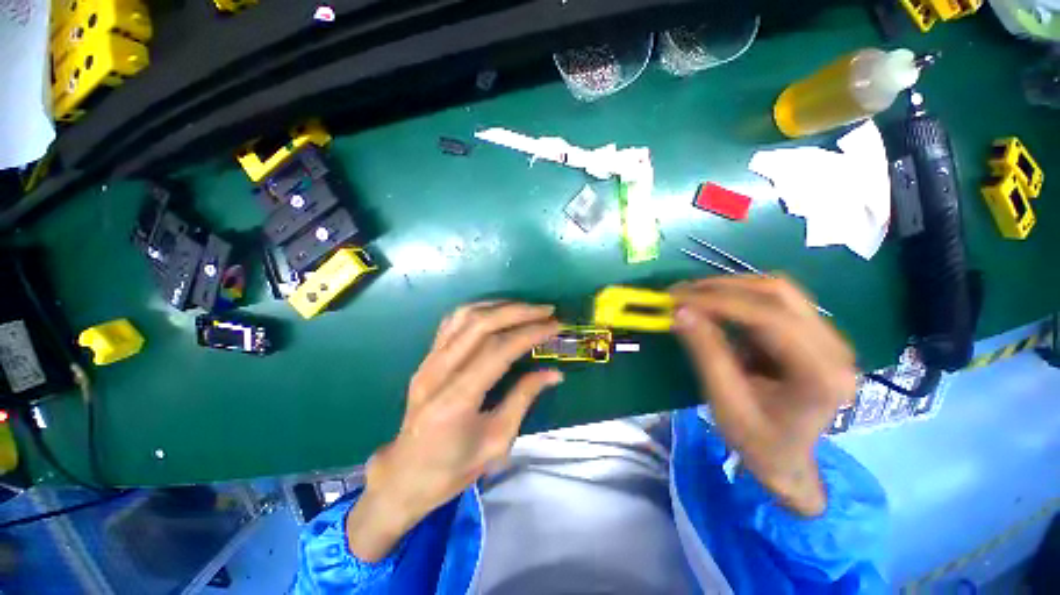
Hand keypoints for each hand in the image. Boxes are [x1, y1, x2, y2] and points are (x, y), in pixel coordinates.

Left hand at [347, 301, 562, 560]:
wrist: (404, 476)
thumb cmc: (452, 469)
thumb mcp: (496, 442)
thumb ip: (523, 399)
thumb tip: (553, 373)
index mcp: (456, 400)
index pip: (498, 350)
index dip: (530, 334)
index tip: (555, 326)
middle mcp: (438, 372)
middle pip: (481, 325)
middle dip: (518, 312)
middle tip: (546, 310)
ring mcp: (428, 361)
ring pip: (465, 316)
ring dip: (499, 306)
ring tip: (526, 308)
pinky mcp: (426, 358)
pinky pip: (452, 322)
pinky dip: (478, 310)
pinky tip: (497, 312)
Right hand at [670, 276, 855, 515]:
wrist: (787, 458)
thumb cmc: (757, 441)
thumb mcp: (725, 402)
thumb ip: (706, 353)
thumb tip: (680, 311)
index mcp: (820, 374)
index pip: (769, 318)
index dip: (718, 301)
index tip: (676, 298)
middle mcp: (834, 347)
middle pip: (778, 294)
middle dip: (722, 288)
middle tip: (680, 293)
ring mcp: (828, 337)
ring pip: (776, 291)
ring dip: (729, 289)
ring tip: (692, 297)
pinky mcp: (812, 332)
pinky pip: (773, 301)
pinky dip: (737, 299)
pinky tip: (712, 308)